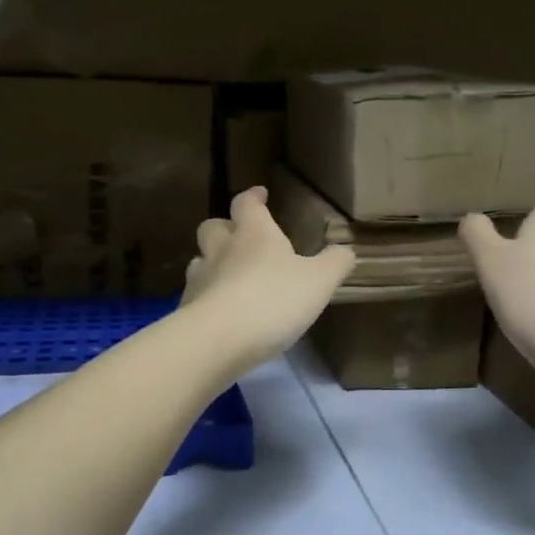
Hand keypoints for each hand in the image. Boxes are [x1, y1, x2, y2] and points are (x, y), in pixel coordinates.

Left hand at [181, 187, 355, 375]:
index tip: (260, 195)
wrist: (218, 340)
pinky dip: (206, 297)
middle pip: (212, 227)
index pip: (247, 204)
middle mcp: (222, 249)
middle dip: (225, 227)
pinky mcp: (187, 309)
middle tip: (239, 236)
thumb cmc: (273, 300)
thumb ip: (335, 263)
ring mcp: (200, 279)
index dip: (253, 197)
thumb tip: (346, 250)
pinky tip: (219, 312)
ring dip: (212, 263)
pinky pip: (195, 295)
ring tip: (228, 276)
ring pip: (200, 260)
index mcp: (254, 234)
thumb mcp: (319, 282)